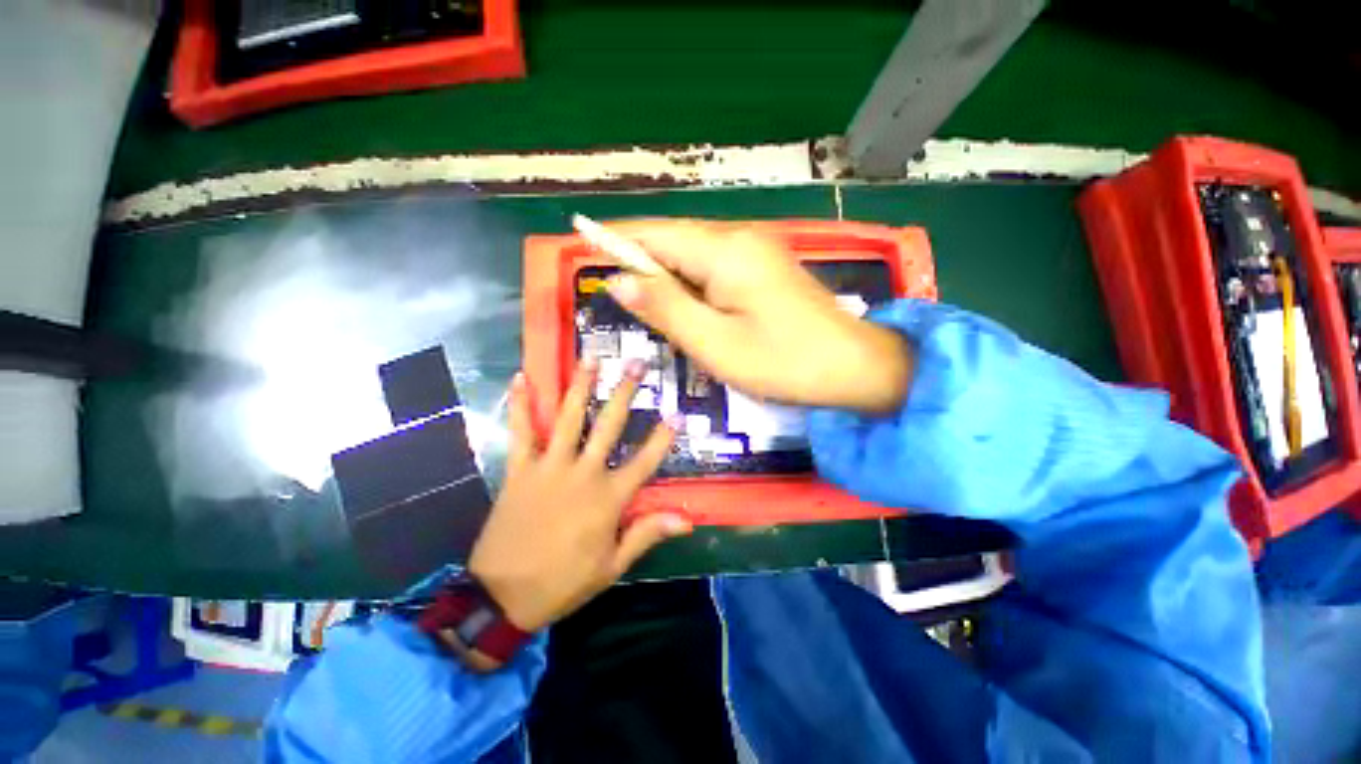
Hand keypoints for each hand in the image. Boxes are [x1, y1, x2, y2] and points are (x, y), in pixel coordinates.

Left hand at [468, 359, 692, 633]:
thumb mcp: (611, 567)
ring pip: (569, 418)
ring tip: (591, 358)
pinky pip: (522, 431)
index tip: (677, 413)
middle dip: (625, 393)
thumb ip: (646, 534)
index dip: (663, 437)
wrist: (501, 597)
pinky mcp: (521, 469)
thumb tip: (686, 520)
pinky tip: (522, 378)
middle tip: (636, 364)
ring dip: (581, 386)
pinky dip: (521, 404)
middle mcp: (582, 473)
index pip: (645, 461)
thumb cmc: (562, 582)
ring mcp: (549, 467)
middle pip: (608, 426)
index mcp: (608, 498)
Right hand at [599, 220, 913, 413]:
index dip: (616, 238)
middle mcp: (738, 238)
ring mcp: (755, 252)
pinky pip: (713, 269)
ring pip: (693, 257)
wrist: (854, 368)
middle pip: (673, 241)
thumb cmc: (782, 362)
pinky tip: (686, 309)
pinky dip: (691, 286)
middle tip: (615, 294)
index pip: (654, 234)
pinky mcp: (763, 269)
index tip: (582, 241)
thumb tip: (618, 279)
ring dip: (666, 278)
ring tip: (647, 308)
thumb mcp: (714, 342)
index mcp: (723, 251)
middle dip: (641, 263)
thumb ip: (664, 308)